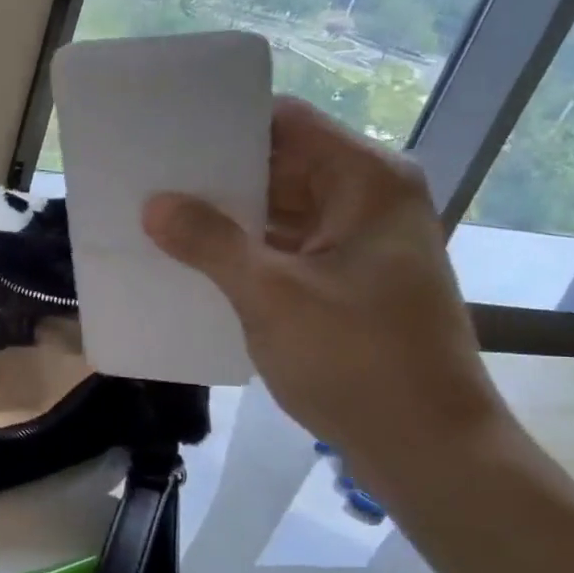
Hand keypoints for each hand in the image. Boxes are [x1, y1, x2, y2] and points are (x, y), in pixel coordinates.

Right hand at [141, 97, 505, 474]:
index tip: (164, 133)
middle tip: (147, 176)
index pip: (284, 123)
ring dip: (226, 216)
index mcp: (365, 182)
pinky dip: (243, 250)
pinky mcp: (346, 280)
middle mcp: (366, 200)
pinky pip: (284, 247)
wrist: (427, 449)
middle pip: (280, 163)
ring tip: (156, 214)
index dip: (223, 124)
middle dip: (215, 175)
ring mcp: (358, 243)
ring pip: (279, 208)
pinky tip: (192, 259)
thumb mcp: (272, 296)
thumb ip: (210, 243)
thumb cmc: (357, 360)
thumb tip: (154, 204)